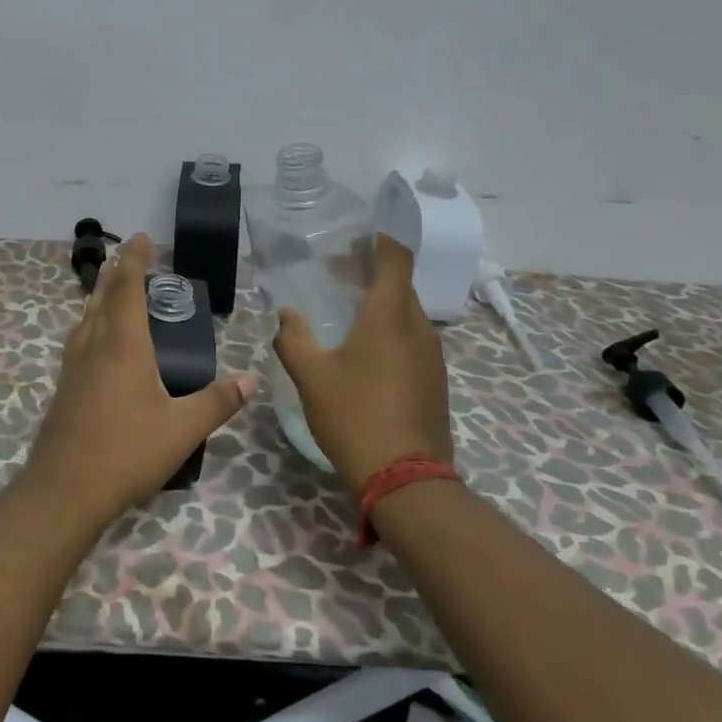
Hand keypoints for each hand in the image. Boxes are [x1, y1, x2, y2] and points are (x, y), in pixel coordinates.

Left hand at [24, 233, 255, 524]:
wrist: (64, 489)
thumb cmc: (126, 452)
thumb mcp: (182, 429)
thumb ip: (217, 402)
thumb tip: (251, 380)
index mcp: (123, 344)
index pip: (128, 289)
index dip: (135, 260)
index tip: (141, 237)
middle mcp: (94, 344)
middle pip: (103, 296)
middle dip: (117, 271)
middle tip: (130, 253)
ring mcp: (74, 365)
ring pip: (87, 315)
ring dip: (100, 293)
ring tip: (112, 284)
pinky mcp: (65, 385)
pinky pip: (79, 337)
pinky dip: (91, 320)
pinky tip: (95, 337)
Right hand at [273, 235, 450, 491]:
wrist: (406, 479)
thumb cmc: (355, 415)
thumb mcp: (311, 376)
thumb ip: (293, 338)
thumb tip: (285, 315)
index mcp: (390, 315)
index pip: (395, 257)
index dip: (376, 242)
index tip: (350, 242)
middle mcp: (418, 327)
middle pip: (400, 283)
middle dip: (371, 273)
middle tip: (336, 275)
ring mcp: (432, 355)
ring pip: (407, 313)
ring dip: (380, 303)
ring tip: (346, 312)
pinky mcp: (435, 380)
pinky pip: (412, 339)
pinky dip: (390, 330)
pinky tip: (365, 352)